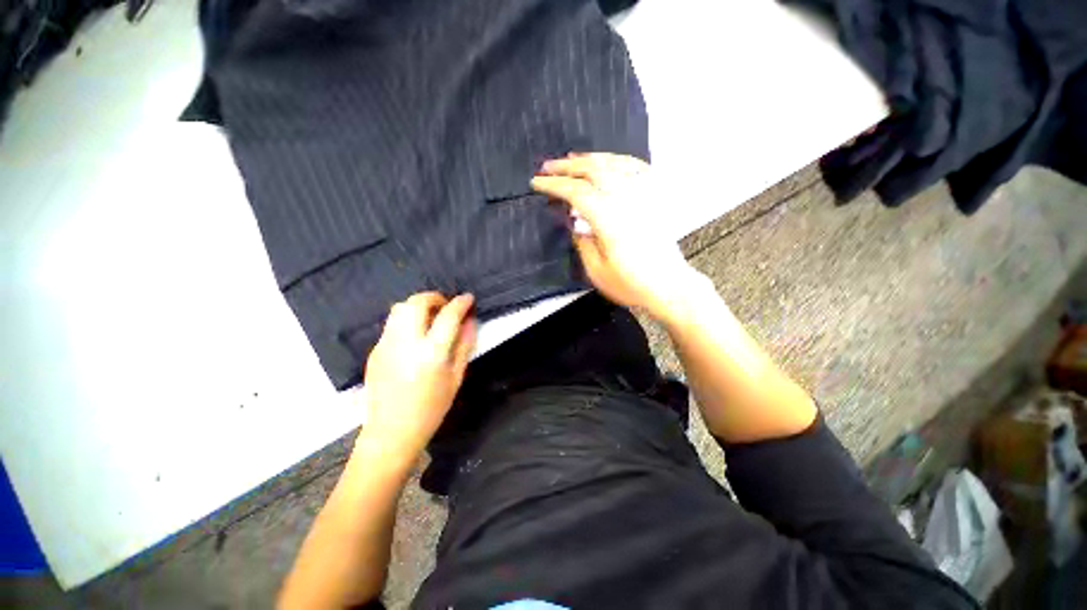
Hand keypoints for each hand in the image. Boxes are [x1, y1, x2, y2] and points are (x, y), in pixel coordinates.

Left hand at [358, 292, 476, 460]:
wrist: (392, 431)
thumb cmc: (432, 407)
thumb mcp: (456, 377)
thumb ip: (464, 345)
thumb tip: (470, 320)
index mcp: (431, 353)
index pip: (448, 316)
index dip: (460, 303)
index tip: (468, 298)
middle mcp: (405, 343)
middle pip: (417, 303)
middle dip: (435, 297)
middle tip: (446, 307)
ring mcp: (386, 345)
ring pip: (400, 308)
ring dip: (419, 305)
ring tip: (430, 317)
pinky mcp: (375, 350)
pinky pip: (392, 323)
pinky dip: (407, 319)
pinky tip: (416, 336)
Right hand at [532, 153, 703, 319]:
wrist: (668, 285)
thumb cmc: (630, 283)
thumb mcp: (596, 270)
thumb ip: (581, 242)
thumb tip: (573, 222)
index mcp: (608, 219)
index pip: (576, 192)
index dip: (554, 185)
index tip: (536, 182)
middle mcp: (626, 200)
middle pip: (593, 170)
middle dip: (567, 166)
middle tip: (547, 166)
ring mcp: (643, 196)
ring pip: (614, 163)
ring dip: (590, 158)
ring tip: (572, 159)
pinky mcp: (654, 198)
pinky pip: (636, 167)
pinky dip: (618, 160)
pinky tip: (609, 161)